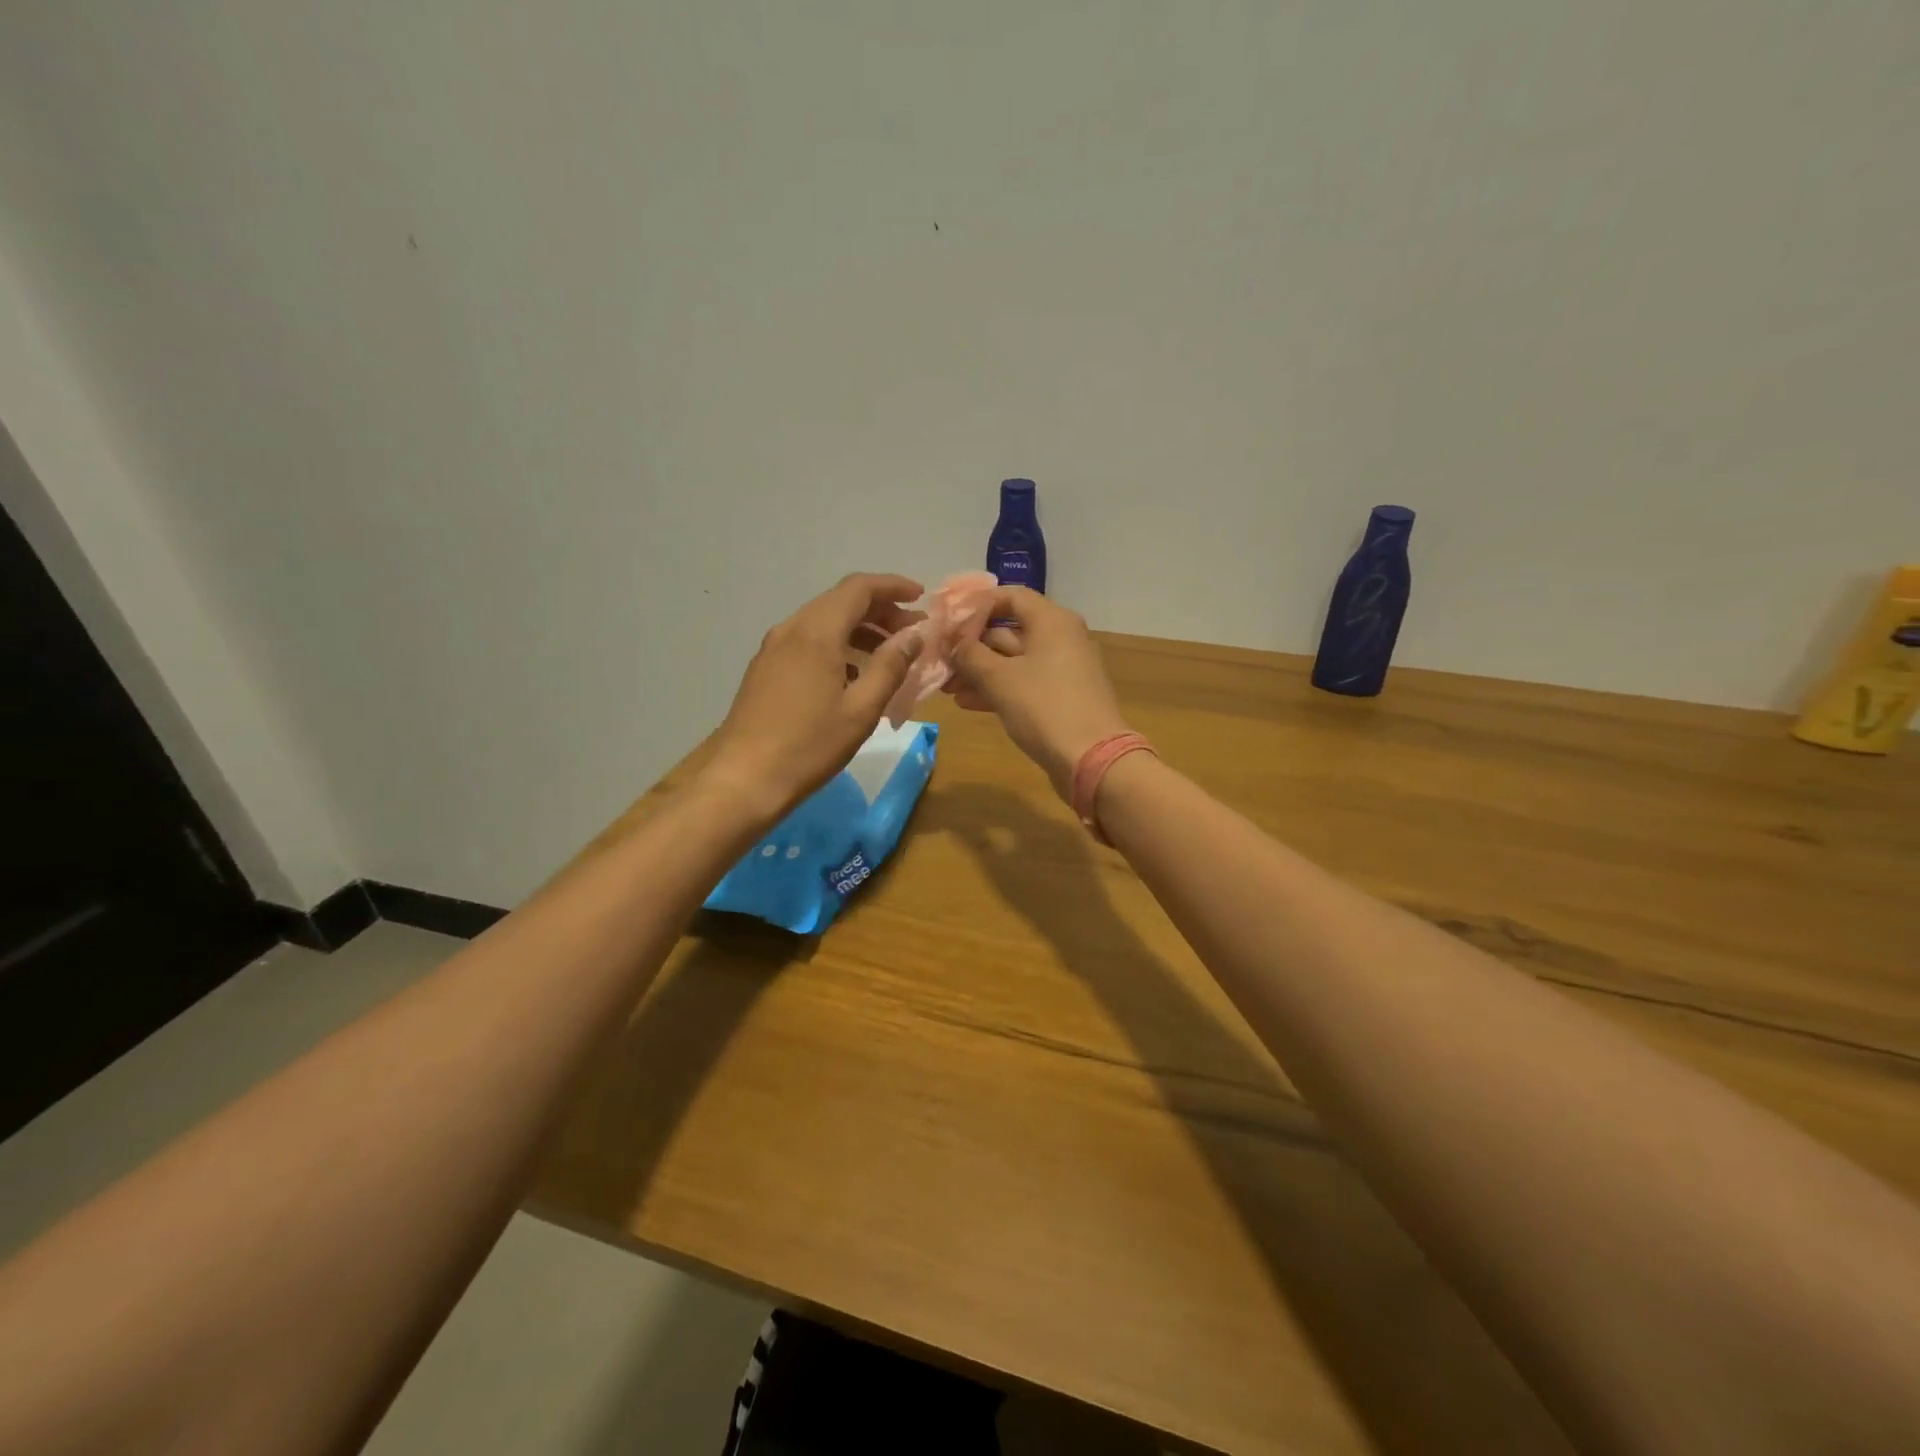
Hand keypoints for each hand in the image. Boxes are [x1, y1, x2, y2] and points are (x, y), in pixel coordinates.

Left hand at [702, 574, 925, 822]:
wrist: (744, 779)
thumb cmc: (809, 746)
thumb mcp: (861, 709)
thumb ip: (891, 666)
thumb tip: (914, 635)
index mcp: (817, 632)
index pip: (859, 588)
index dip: (894, 586)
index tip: (921, 598)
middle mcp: (792, 629)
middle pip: (841, 601)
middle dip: (881, 610)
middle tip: (912, 634)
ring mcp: (773, 648)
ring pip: (824, 621)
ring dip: (860, 629)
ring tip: (889, 656)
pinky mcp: (765, 668)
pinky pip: (808, 641)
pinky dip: (838, 645)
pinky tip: (854, 676)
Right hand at [950, 587, 1130, 798]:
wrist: (1091, 759)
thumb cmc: (1044, 707)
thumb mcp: (998, 678)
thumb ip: (969, 654)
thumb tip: (952, 642)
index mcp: (1052, 621)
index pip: (1010, 597)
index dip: (976, 607)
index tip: (947, 624)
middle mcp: (1061, 638)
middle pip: (1009, 631)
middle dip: (971, 647)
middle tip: (939, 661)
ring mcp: (1063, 669)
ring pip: (1013, 661)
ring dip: (979, 671)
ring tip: (946, 687)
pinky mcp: (1061, 697)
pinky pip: (1024, 683)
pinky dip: (998, 689)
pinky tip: (967, 702)